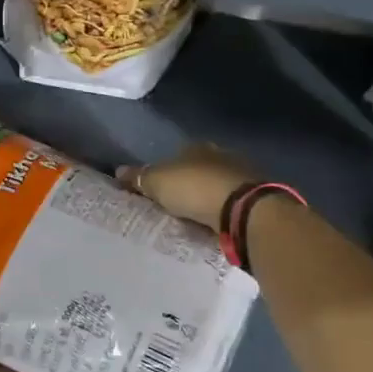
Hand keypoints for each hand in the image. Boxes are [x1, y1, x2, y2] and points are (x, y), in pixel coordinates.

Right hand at [116, 144, 255, 229]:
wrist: (244, 210)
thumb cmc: (195, 188)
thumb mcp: (158, 183)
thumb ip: (139, 177)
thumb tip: (118, 170)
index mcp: (198, 147)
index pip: (178, 154)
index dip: (166, 169)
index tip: (157, 187)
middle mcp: (222, 155)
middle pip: (199, 169)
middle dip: (188, 184)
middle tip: (173, 204)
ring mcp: (242, 176)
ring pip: (217, 186)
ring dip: (207, 198)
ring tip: (192, 218)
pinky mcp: (255, 198)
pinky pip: (231, 204)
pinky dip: (222, 211)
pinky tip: (213, 224)